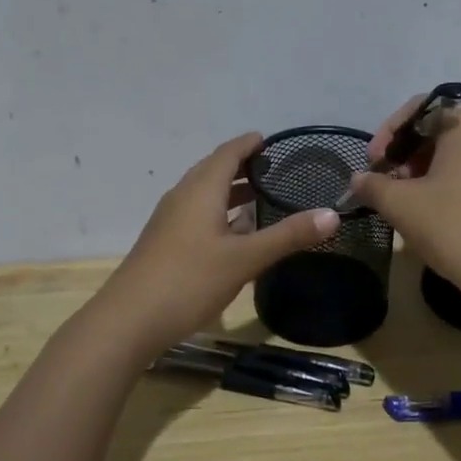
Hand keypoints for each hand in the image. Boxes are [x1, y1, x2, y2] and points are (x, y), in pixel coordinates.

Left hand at [95, 132, 339, 358]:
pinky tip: (235, 234)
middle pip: (213, 170)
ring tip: (261, 197)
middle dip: (242, 166)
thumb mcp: (244, 259)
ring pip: (204, 195)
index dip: (249, 144)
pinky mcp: (165, 243)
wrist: (129, 320)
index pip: (227, 153)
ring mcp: (170, 221)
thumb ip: (287, 236)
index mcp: (200, 190)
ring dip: (230, 191)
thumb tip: (331, 214)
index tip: (271, 140)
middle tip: (274, 169)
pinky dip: (220, 213)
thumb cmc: (188, 280)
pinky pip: (197, 215)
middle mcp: (182, 198)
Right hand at [351, 99, 460, 293]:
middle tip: (387, 187)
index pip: (418, 110)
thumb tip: (359, 179)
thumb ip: (373, 185)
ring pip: (456, 155)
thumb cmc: (456, 226)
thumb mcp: (402, 205)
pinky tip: (437, 216)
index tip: (373, 165)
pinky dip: (449, 186)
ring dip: (425, 173)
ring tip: (408, 205)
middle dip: (406, 155)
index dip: (388, 134)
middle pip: (438, 131)